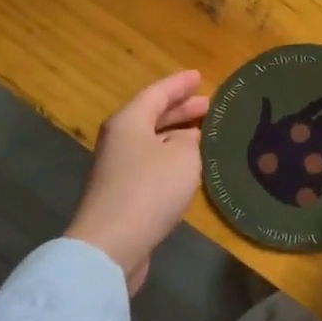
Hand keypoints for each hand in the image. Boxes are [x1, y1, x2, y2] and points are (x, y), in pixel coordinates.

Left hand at [65, 70, 209, 293]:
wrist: (112, 244)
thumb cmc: (150, 189)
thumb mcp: (183, 156)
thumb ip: (190, 140)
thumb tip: (187, 138)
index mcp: (129, 121)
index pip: (157, 92)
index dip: (180, 84)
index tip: (200, 76)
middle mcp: (119, 140)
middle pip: (151, 116)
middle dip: (180, 109)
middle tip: (208, 105)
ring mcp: (118, 168)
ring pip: (152, 141)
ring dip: (177, 135)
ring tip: (204, 134)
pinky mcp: (123, 194)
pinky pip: (152, 164)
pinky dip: (172, 158)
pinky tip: (190, 166)